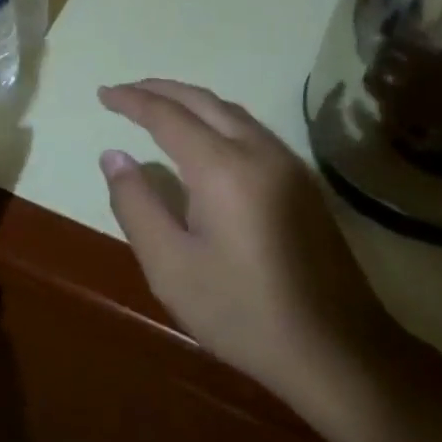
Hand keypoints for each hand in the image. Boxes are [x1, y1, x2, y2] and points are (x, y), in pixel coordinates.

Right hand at [97, 79, 408, 416]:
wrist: (337, 351)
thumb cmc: (243, 312)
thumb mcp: (170, 266)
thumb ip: (136, 205)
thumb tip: (113, 156)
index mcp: (222, 168)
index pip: (167, 116)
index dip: (132, 101)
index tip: (103, 93)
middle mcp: (258, 151)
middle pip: (203, 101)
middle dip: (160, 90)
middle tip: (125, 92)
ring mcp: (288, 164)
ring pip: (232, 112)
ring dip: (191, 101)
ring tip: (158, 106)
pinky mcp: (303, 182)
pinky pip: (251, 129)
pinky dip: (217, 118)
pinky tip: (205, 136)